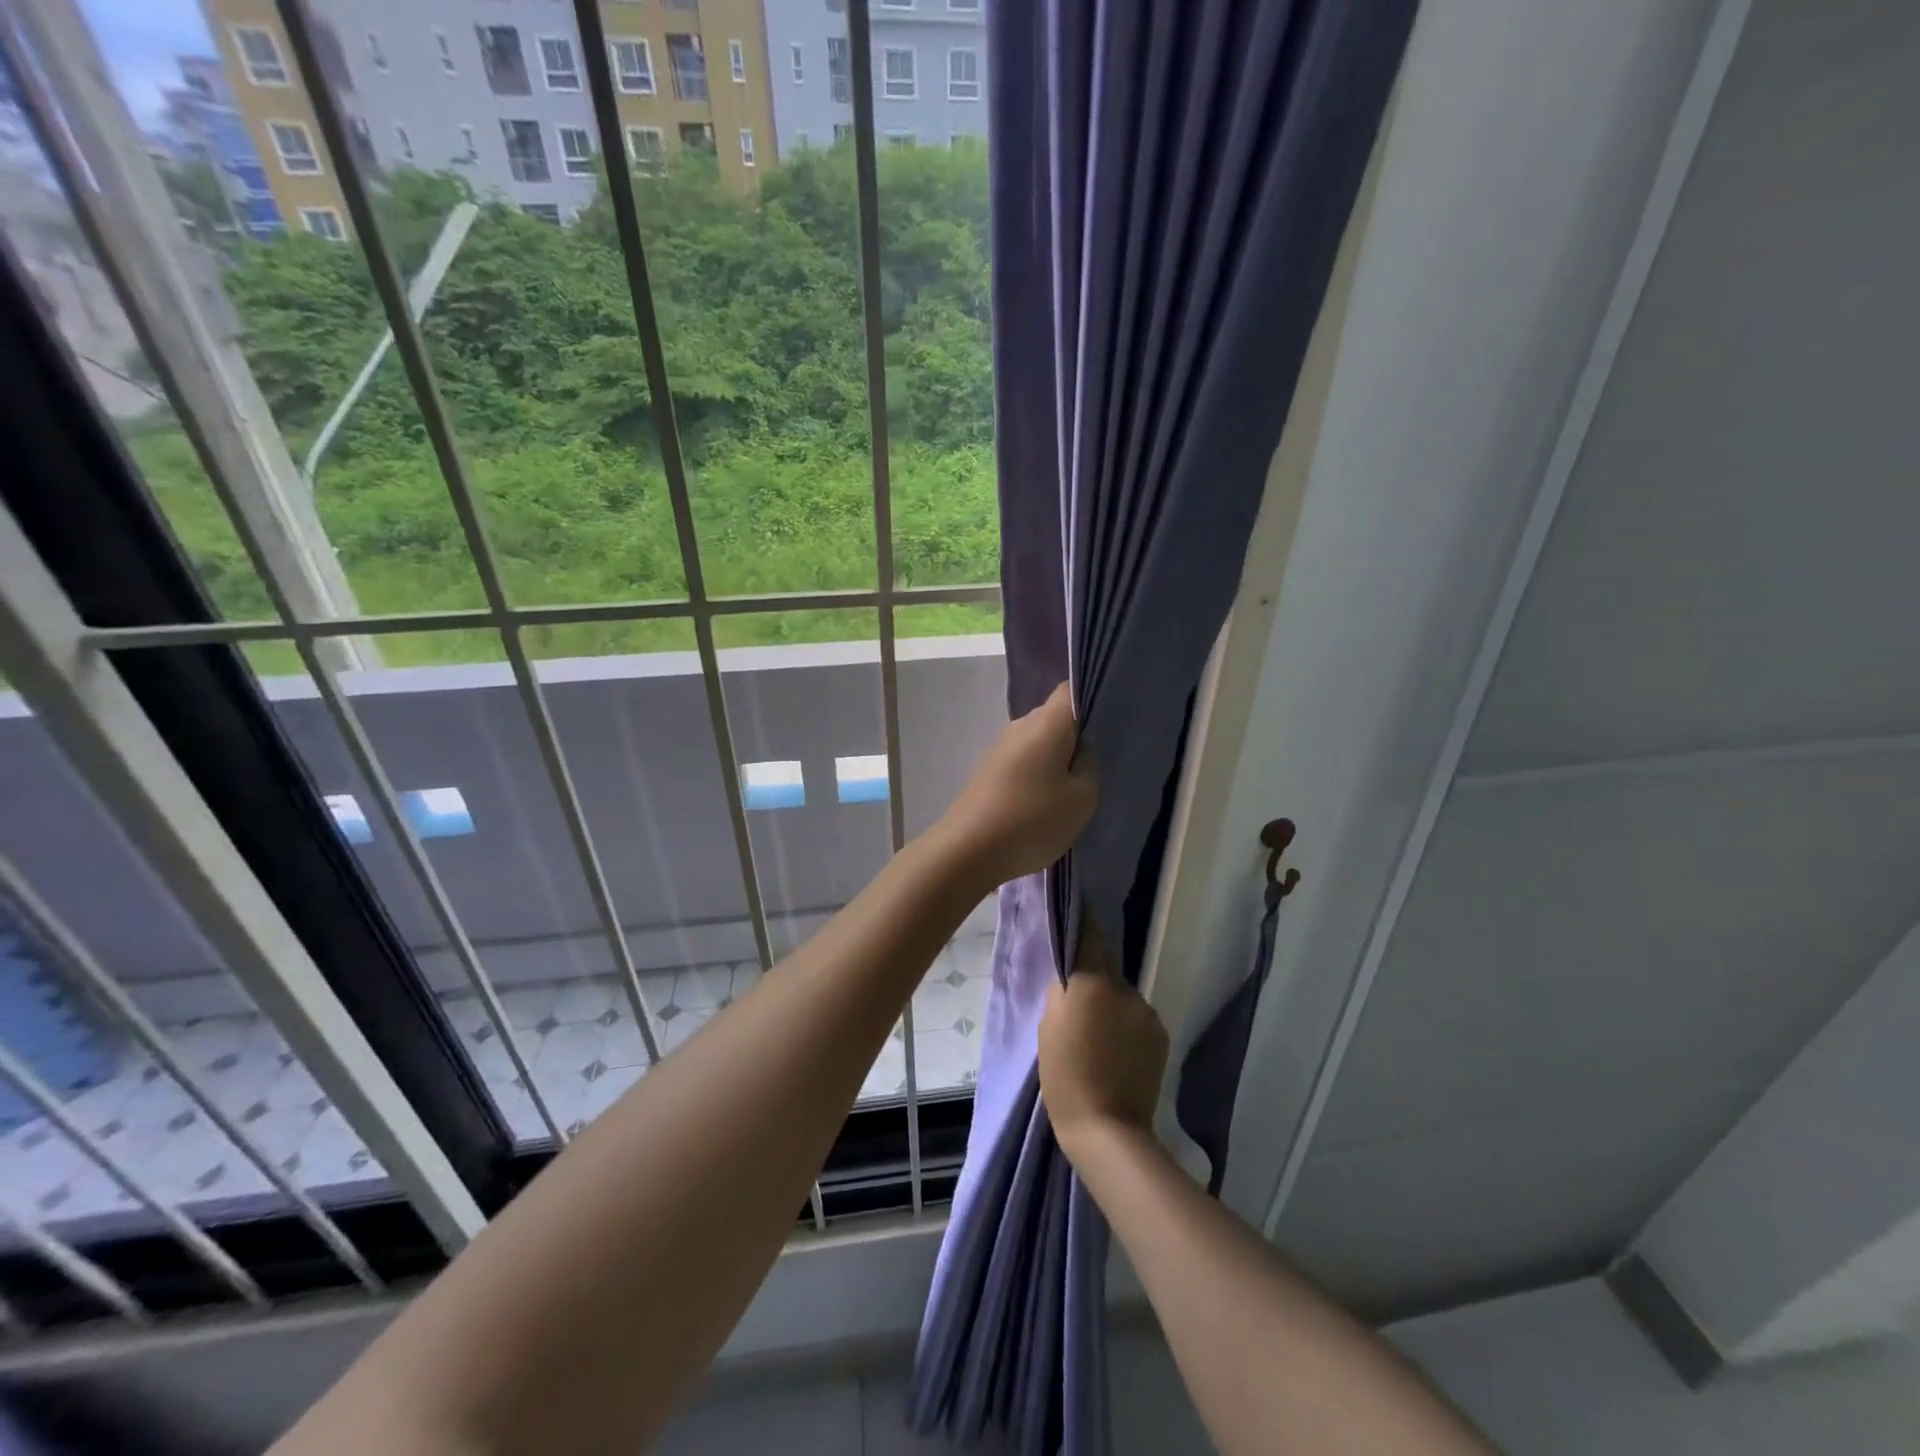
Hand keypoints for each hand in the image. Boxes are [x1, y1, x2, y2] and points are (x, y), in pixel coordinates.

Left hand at [936, 682, 1096, 889]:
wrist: (968, 850)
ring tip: (1072, 793)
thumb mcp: (1082, 797)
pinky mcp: (989, 770)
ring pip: (1039, 743)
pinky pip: (1023, 762)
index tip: (1108, 728)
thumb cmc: (1032, 820)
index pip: (1071, 690)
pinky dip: (1037, 776)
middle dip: (1077, 738)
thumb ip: (1090, 765)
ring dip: (1056, 761)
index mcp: (1047, 722)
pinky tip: (1044, 804)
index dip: (1092, 702)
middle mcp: (1020, 725)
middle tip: (1097, 769)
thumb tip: (1081, 750)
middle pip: (1056, 719)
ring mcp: (1000, 748)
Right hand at [1040, 917, 1168, 1161]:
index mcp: (1093, 981)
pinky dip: (1125, 1026)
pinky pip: (1137, 1018)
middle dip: (1092, 978)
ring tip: (1096, 1037)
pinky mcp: (1160, 1034)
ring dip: (1110, 1005)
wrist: (1108, 1129)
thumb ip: (1062, 991)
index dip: (1082, 916)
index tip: (1076, 901)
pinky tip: (1116, 1052)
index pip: (1089, 934)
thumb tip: (1072, 974)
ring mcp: (1147, 1012)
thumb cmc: (1065, 1076)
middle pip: (1105, 969)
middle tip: (1075, 1003)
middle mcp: (1125, 987)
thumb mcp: (1048, 1026)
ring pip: (1121, 997)